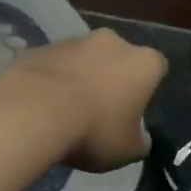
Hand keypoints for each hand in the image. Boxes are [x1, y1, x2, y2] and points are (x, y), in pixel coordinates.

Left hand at [4, 29, 167, 171]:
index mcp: (144, 63)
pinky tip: (43, 104)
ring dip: (81, 77)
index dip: (149, 90)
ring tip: (68, 110)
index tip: (136, 111)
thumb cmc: (94, 130)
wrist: (33, 111)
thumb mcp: (128, 151)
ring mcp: (74, 40)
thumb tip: (140, 137)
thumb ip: (140, 141)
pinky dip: (53, 79)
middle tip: (103, 110)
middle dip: (113, 78)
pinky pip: (55, 64)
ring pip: (85, 59)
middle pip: (119, 58)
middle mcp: (113, 41)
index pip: (158, 69)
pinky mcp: (41, 46)